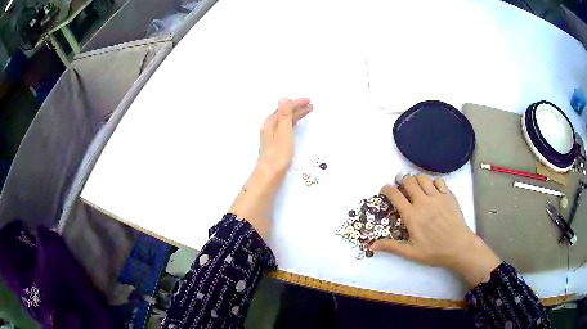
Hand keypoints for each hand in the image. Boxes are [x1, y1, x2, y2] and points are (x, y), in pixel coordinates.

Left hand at [229, 98, 312, 238]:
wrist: (269, 174)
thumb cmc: (278, 154)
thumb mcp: (283, 132)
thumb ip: (284, 115)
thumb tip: (283, 98)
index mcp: (271, 122)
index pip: (285, 108)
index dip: (297, 103)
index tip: (309, 101)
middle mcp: (270, 126)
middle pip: (285, 113)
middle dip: (297, 108)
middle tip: (311, 105)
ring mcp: (271, 135)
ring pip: (285, 120)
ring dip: (296, 115)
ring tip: (307, 112)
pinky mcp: (275, 143)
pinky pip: (285, 127)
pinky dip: (292, 123)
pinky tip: (296, 125)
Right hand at [370, 174, 500, 287]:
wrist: (459, 246)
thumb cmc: (434, 251)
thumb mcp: (410, 252)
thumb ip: (391, 246)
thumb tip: (371, 246)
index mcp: (412, 215)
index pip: (395, 195)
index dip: (387, 189)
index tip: (385, 189)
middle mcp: (423, 202)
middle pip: (409, 181)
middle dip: (401, 180)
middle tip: (400, 186)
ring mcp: (437, 197)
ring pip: (423, 178)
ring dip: (416, 179)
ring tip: (414, 185)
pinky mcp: (448, 195)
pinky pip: (438, 181)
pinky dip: (432, 182)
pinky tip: (432, 190)